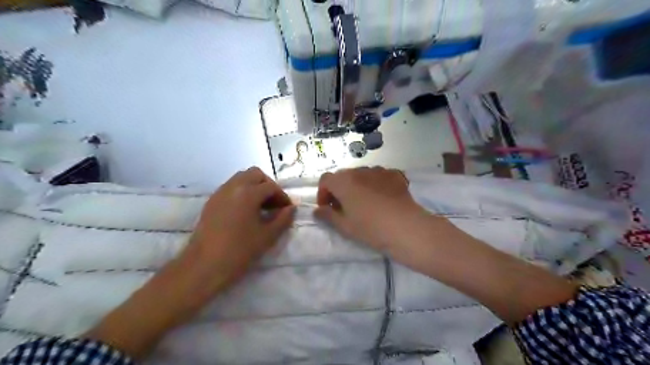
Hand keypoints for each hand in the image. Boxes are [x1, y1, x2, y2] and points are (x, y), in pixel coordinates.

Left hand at [181, 167, 295, 294]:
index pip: (271, 186)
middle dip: (268, 185)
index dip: (282, 196)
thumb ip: (283, 219)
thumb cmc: (239, 251)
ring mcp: (220, 193)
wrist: (204, 266)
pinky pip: (230, 187)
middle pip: (255, 174)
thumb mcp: (267, 236)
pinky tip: (245, 211)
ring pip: (241, 178)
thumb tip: (291, 208)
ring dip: (254, 187)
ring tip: (261, 207)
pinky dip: (242, 192)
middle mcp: (233, 186)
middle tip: (274, 203)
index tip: (287, 209)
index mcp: (248, 193)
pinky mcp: (211, 201)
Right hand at [314, 167, 424, 250]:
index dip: (323, 193)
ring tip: (364, 203)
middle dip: (339, 189)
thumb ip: (327, 215)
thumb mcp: (344, 226)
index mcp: (344, 181)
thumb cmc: (370, 228)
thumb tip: (317, 210)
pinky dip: (374, 184)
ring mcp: (379, 171)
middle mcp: (359, 171)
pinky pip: (378, 176)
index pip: (325, 179)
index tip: (328, 208)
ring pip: (361, 175)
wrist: (405, 227)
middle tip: (344, 207)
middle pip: (343, 176)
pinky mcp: (394, 175)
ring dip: (357, 186)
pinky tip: (381, 199)